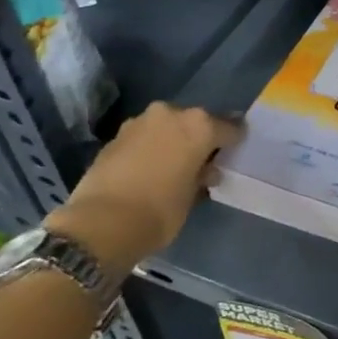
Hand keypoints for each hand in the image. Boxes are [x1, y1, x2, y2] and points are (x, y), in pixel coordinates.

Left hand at [47, 103, 243, 272]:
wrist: (102, 224)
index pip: (229, 128)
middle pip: (194, 123)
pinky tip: (149, 169)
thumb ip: (202, 176)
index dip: (233, 142)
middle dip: (199, 139)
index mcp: (199, 126)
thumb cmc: (160, 211)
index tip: (235, 153)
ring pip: (166, 127)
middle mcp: (170, 114)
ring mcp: (139, 123)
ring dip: (172, 141)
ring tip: (174, 166)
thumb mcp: (193, 196)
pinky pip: (143, 138)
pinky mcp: (115, 137)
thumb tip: (205, 170)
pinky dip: (150, 149)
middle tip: (202, 161)